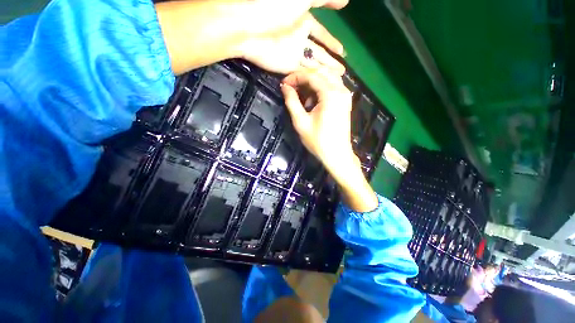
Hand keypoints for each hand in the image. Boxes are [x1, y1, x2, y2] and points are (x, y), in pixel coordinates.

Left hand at [239, 1, 346, 74]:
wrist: (251, 28)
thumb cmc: (276, 6)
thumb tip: (346, 2)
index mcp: (303, 20)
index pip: (322, 34)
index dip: (332, 42)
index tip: (342, 51)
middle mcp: (299, 39)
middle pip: (318, 52)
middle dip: (330, 61)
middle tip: (341, 71)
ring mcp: (293, 54)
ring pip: (312, 64)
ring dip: (324, 71)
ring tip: (336, 78)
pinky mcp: (287, 67)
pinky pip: (303, 73)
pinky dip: (312, 78)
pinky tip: (322, 83)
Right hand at [281, 71, 353, 173]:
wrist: (337, 155)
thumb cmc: (318, 141)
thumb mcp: (301, 122)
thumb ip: (292, 102)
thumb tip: (285, 87)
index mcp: (330, 94)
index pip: (311, 75)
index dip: (295, 77)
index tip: (284, 84)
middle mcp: (341, 90)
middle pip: (321, 73)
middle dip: (303, 77)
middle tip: (291, 87)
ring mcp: (345, 95)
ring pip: (327, 78)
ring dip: (313, 82)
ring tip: (302, 95)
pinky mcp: (345, 101)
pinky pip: (332, 86)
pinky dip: (321, 89)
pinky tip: (313, 100)